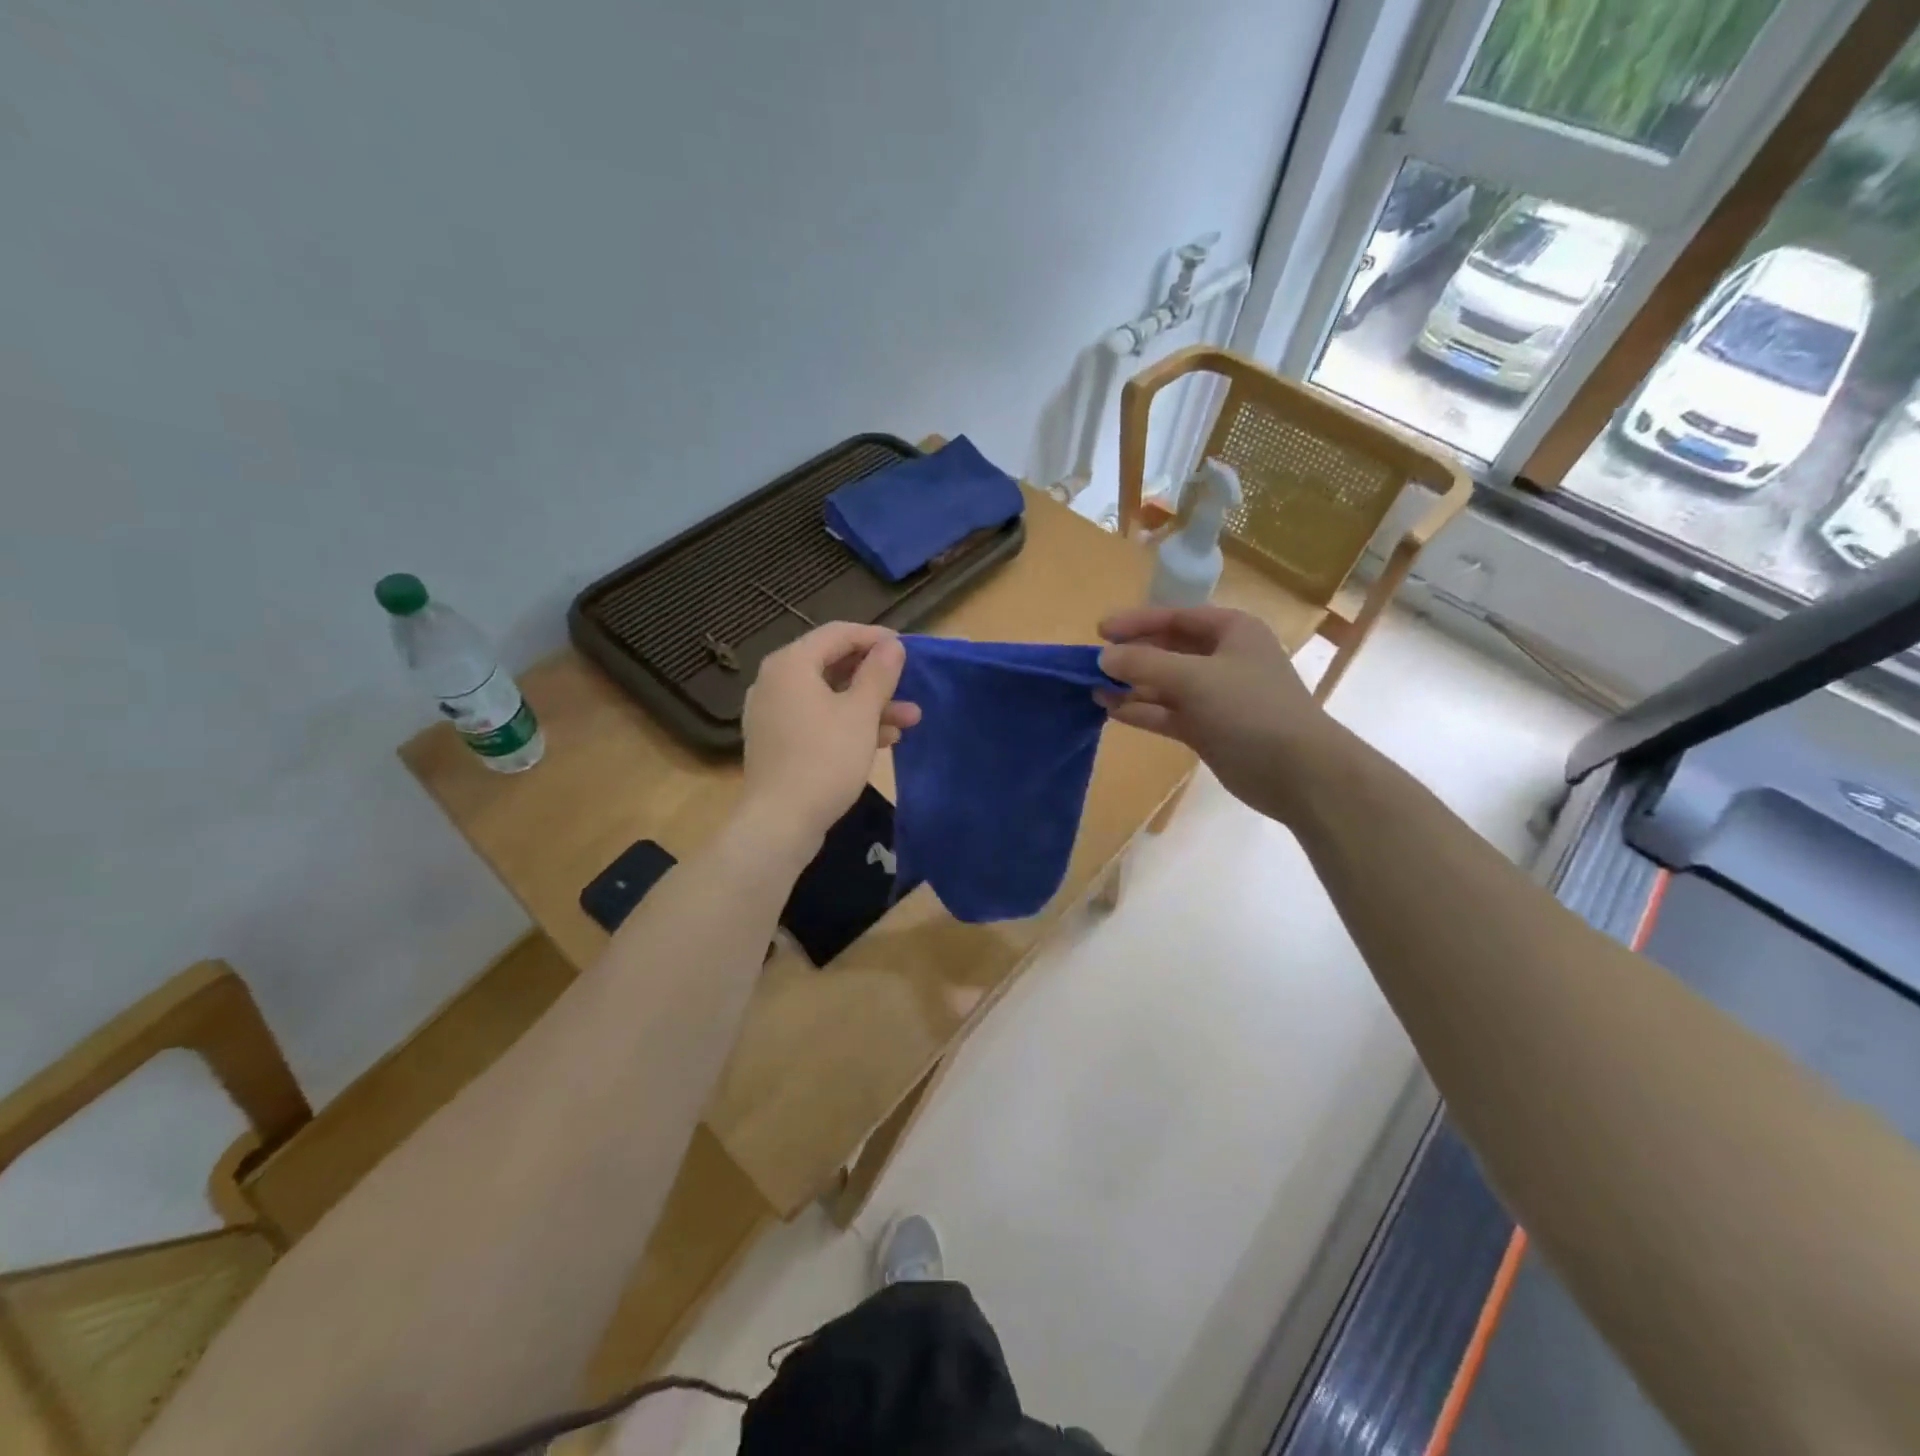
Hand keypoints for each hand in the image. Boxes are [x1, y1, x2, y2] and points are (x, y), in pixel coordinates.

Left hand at [741, 622, 920, 848]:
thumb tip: (892, 645)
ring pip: (828, 696)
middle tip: (910, 686)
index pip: (837, 633)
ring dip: (869, 705)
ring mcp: (773, 713)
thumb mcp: (861, 713)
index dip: (875, 637)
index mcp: (791, 664)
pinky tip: (883, 740)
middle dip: (876, 678)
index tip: (907, 648)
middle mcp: (775, 681)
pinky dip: (848, 723)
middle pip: (832, 665)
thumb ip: (879, 673)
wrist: (781, 822)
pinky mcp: (778, 742)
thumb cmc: (825, 759)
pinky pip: (817, 719)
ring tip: (909, 720)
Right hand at [1097, 606, 1340, 822]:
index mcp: (1231, 631)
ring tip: (1093, 689)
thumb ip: (1145, 664)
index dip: (1137, 622)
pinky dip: (1142, 710)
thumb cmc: (1250, 709)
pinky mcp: (1208, 729)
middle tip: (1093, 663)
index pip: (1176, 617)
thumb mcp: (1194, 677)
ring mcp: (1215, 696)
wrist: (1297, 772)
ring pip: (1165, 684)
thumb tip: (1103, 657)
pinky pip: (1167, 713)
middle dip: (1132, 656)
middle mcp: (1223, 659)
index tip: (1099, 631)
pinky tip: (1112, 711)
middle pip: (1168, 650)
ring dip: (1131, 686)